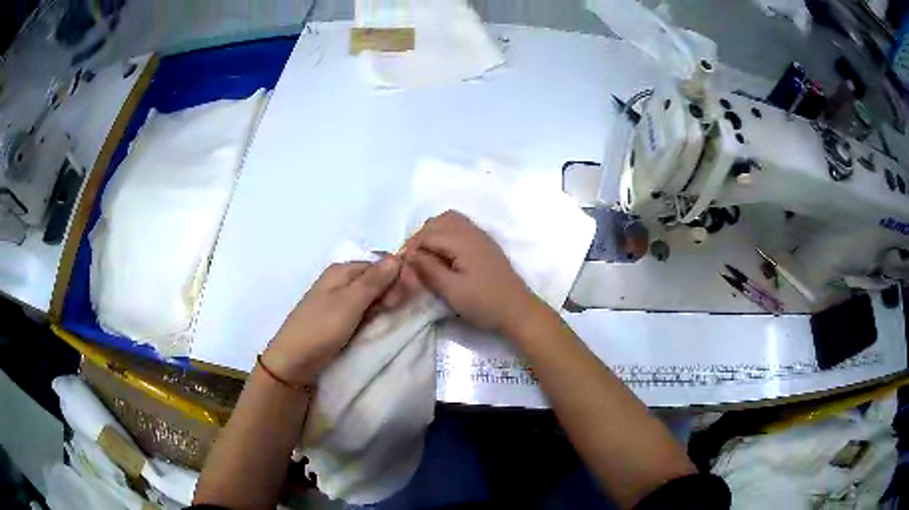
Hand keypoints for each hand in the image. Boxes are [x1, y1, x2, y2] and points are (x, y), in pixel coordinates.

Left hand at [262, 256, 401, 384]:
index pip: (379, 263)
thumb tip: (398, 256)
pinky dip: (373, 315)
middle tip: (400, 307)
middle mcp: (340, 281)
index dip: (397, 274)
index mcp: (341, 271)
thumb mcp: (350, 303)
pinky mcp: (338, 319)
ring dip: (383, 304)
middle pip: (375, 278)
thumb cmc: (320, 329)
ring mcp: (338, 301)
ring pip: (370, 296)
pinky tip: (379, 323)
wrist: (293, 362)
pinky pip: (362, 311)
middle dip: (391, 290)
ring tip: (392, 316)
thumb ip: (374, 281)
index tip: (412, 291)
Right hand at [405, 210, 543, 332]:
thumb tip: (409, 254)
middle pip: (437, 221)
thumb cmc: (484, 303)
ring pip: (449, 221)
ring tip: (426, 256)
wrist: (517, 310)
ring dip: (433, 233)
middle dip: (420, 238)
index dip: (410, 247)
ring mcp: (480, 236)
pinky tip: (444, 255)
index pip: (427, 234)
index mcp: (462, 240)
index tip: (403, 266)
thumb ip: (428, 269)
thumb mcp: (451, 290)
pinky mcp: (484, 244)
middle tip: (413, 261)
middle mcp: (471, 231)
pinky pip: (460, 227)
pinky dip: (446, 234)